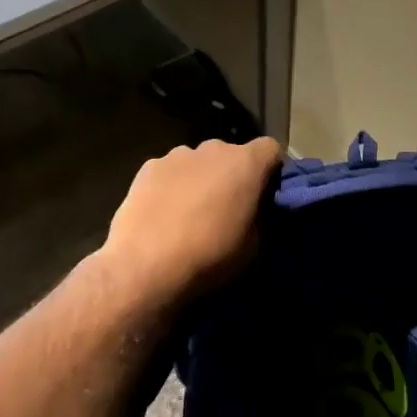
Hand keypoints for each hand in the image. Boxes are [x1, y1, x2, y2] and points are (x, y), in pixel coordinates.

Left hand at [101, 137, 283, 302]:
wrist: (144, 267)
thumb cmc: (209, 256)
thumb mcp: (254, 246)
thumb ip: (261, 216)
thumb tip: (257, 207)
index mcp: (246, 163)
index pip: (271, 149)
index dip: (271, 169)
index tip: (265, 193)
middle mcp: (214, 149)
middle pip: (232, 154)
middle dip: (232, 175)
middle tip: (226, 207)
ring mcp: (178, 155)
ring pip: (199, 162)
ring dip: (201, 179)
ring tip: (189, 213)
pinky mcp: (149, 167)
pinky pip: (170, 171)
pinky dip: (171, 186)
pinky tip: (162, 213)